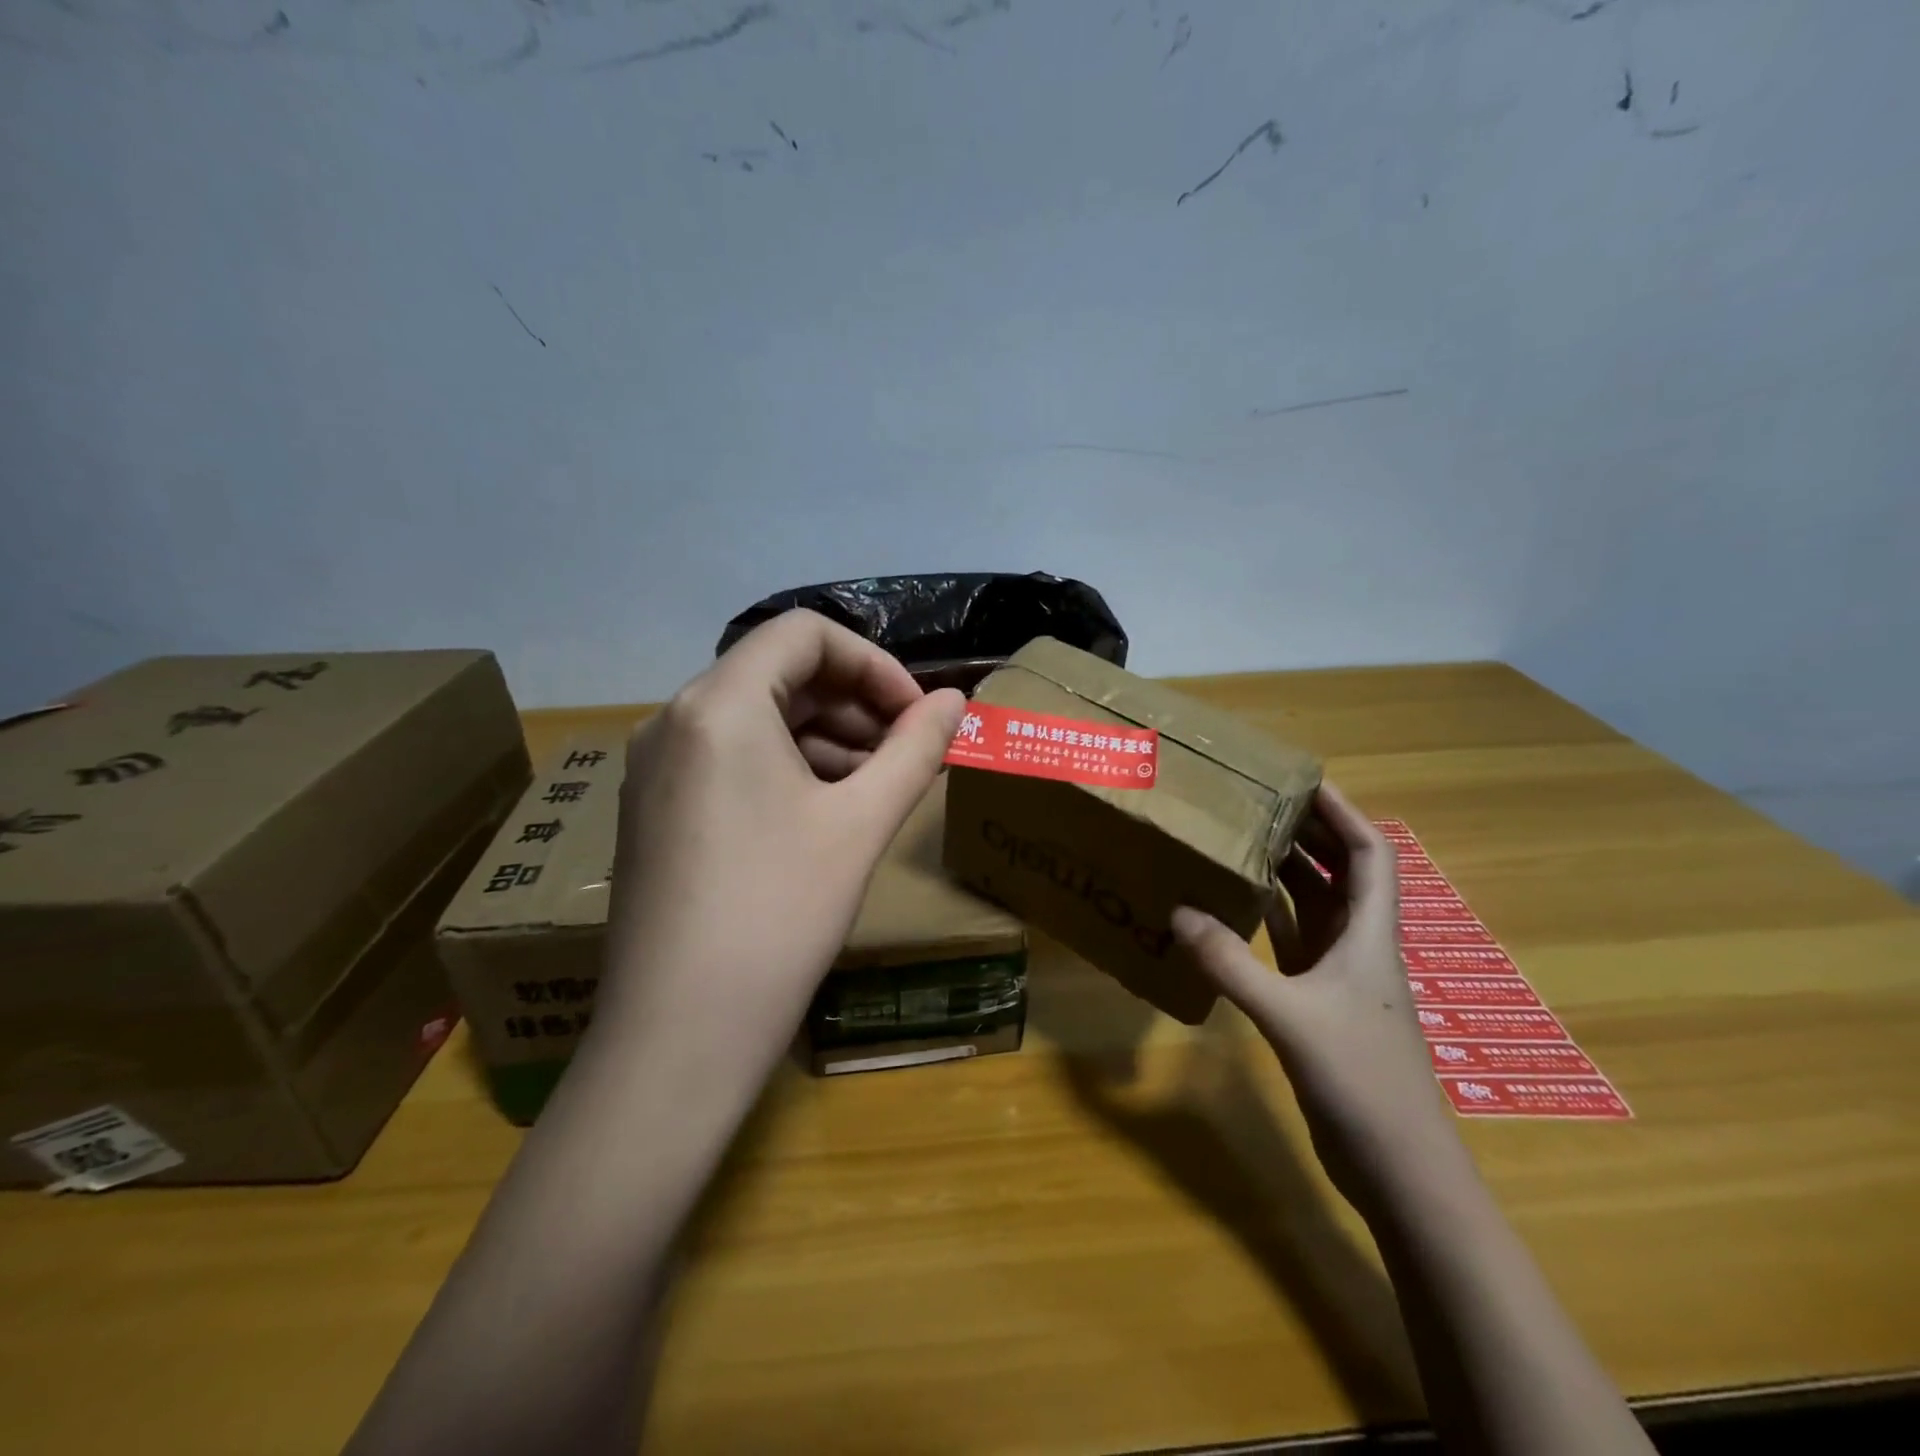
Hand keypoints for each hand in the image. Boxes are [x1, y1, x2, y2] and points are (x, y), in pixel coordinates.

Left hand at [598, 609, 964, 1070]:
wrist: (677, 1038)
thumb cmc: (778, 915)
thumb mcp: (860, 823)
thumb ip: (915, 749)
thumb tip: (956, 700)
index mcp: (718, 704)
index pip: (804, 633)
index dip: (873, 662)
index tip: (916, 715)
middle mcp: (674, 720)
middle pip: (778, 673)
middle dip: (854, 702)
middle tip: (907, 752)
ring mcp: (656, 768)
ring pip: (755, 718)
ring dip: (825, 736)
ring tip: (876, 785)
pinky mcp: (655, 810)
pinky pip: (730, 759)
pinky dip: (786, 766)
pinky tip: (825, 812)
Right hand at [1172, 783, 1458, 1209]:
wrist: (1399, 1167)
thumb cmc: (1362, 1081)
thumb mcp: (1290, 1016)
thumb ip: (1232, 964)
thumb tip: (1179, 912)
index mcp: (1369, 935)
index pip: (1369, 853)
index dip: (1343, 812)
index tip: (1304, 780)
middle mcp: (1359, 945)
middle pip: (1340, 872)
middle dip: (1307, 833)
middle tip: (1257, 803)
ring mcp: (1340, 977)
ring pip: (1316, 907)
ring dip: (1286, 874)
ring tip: (1241, 842)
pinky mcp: (1320, 1004)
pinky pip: (1293, 943)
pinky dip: (1268, 919)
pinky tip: (1233, 909)